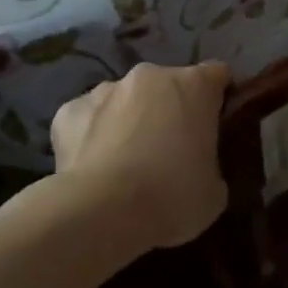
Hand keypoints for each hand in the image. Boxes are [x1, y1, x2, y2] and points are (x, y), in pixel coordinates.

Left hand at [51, 61, 231, 251]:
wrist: (103, 212)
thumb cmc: (173, 196)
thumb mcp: (215, 189)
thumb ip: (211, 163)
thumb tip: (199, 167)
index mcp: (194, 86)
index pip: (217, 75)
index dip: (219, 97)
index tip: (216, 124)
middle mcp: (150, 75)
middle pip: (167, 85)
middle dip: (169, 109)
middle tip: (170, 150)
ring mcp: (105, 89)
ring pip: (124, 99)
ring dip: (129, 120)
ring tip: (125, 162)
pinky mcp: (68, 111)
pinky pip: (87, 119)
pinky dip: (92, 136)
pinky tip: (93, 167)